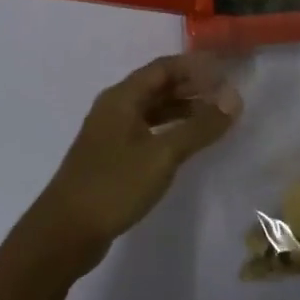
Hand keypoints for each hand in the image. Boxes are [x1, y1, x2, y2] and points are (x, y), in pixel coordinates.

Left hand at [25, 54, 241, 275]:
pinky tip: (185, 144)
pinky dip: (169, 131)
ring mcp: (110, 134)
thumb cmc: (114, 185)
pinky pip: (146, 131)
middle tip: (225, 94)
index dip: (194, 66)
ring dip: (181, 110)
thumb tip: (234, 98)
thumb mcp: (162, 155)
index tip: (225, 71)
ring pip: (152, 110)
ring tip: (213, 118)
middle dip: (191, 87)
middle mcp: (114, 108)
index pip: (163, 68)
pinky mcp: (111, 158)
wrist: (64, 233)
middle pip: (157, 86)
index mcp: (122, 98)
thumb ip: (199, 127)